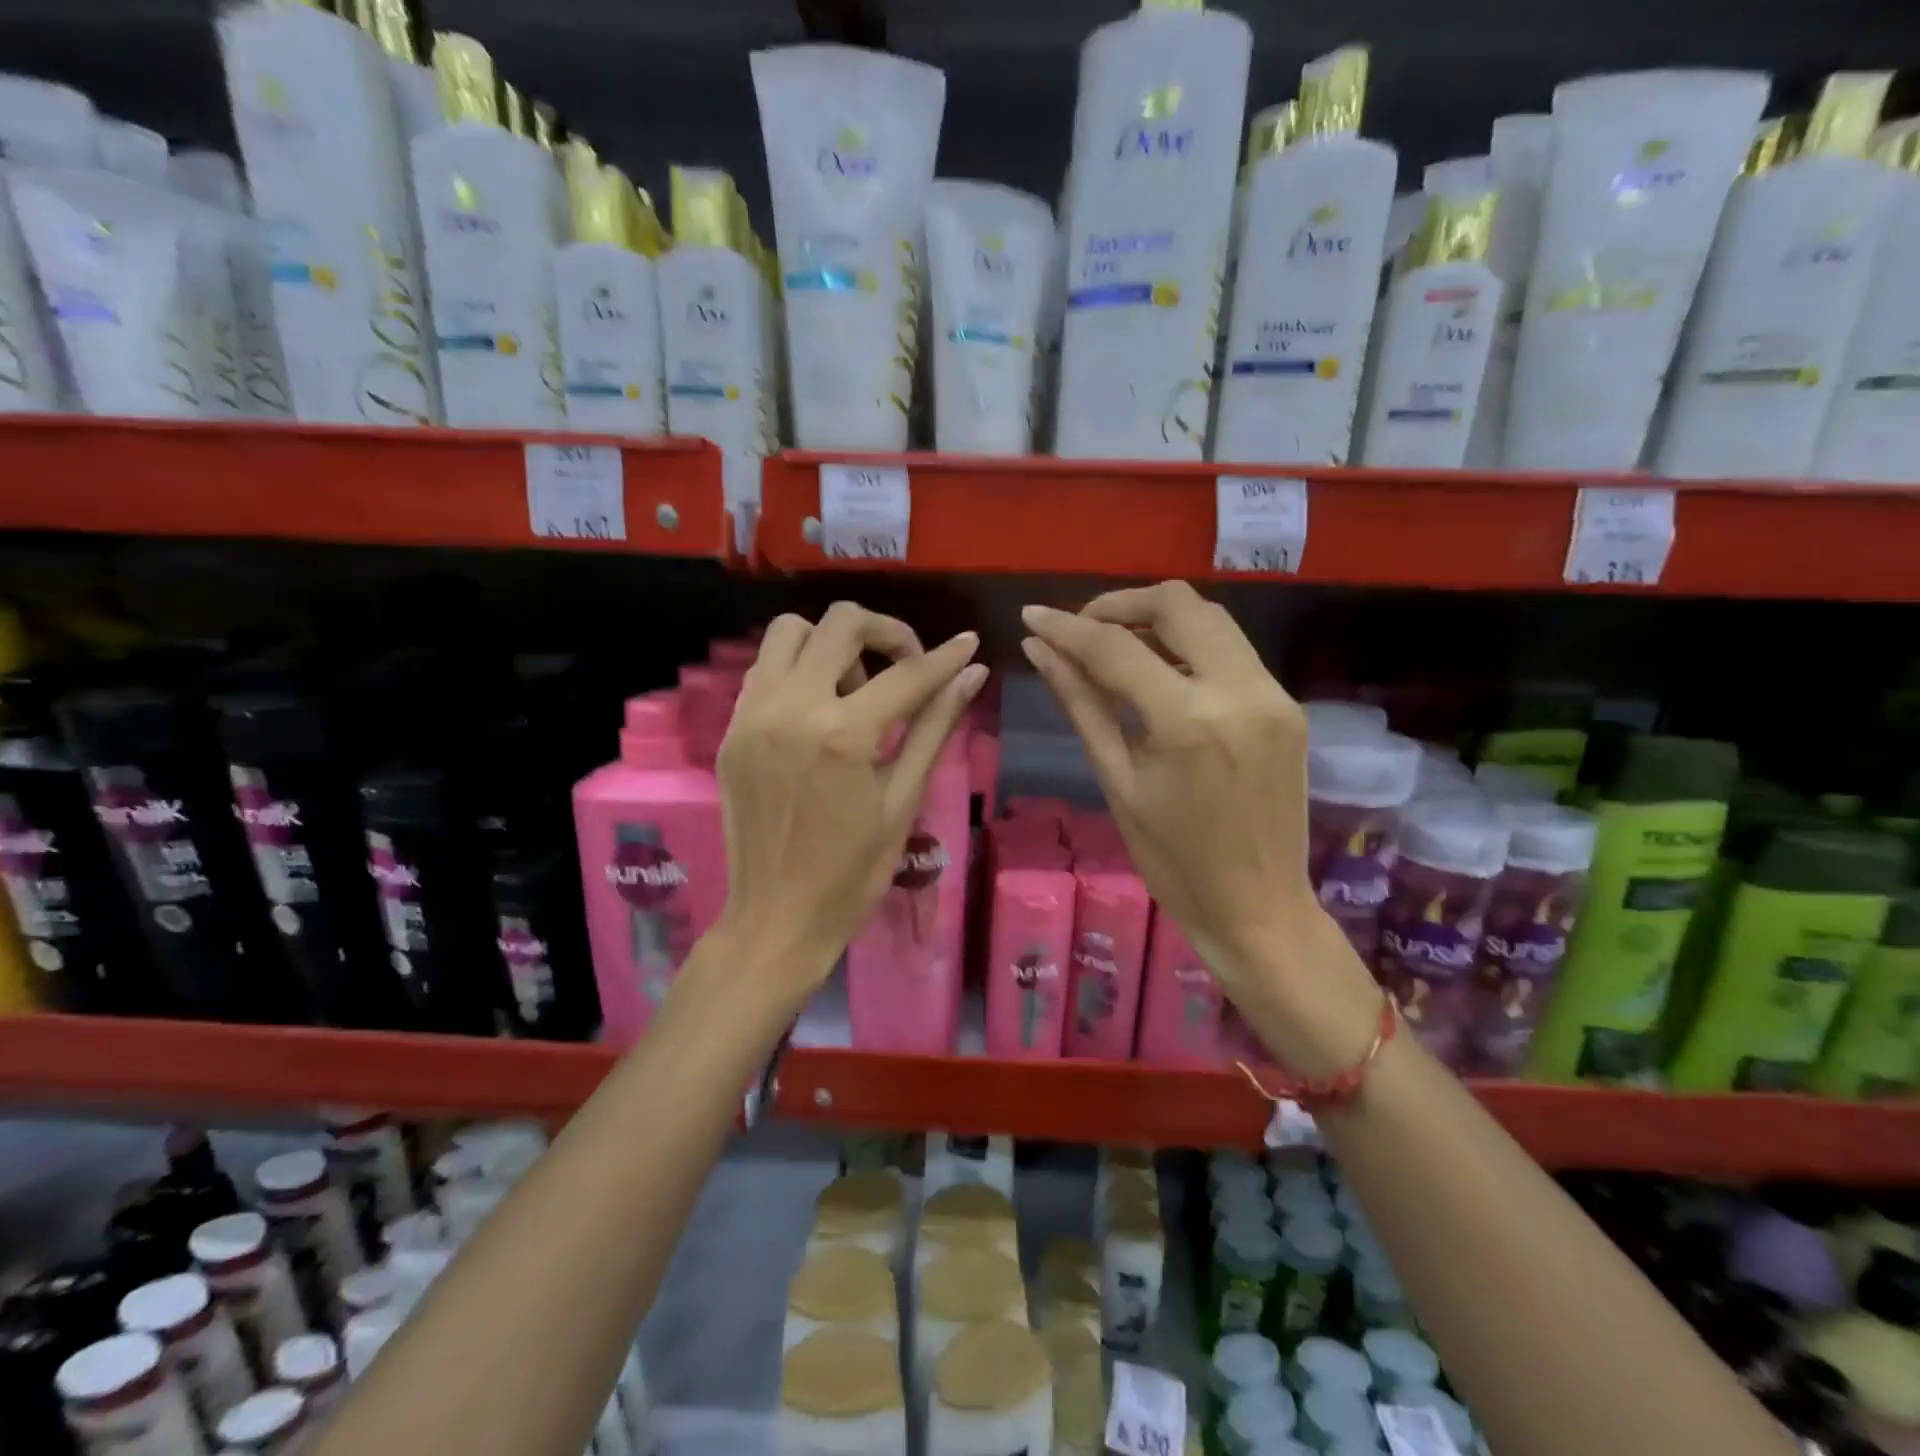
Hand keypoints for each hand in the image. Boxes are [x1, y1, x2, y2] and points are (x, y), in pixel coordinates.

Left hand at [715, 603, 985, 999]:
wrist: (776, 918)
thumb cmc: (852, 872)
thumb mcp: (903, 799)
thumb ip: (935, 726)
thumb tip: (972, 675)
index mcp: (842, 734)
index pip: (906, 674)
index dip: (945, 657)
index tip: (968, 644)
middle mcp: (791, 708)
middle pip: (841, 623)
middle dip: (886, 632)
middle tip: (907, 666)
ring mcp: (753, 715)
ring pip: (791, 631)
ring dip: (832, 643)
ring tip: (855, 689)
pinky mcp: (732, 729)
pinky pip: (766, 669)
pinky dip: (799, 669)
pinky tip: (821, 709)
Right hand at [1020, 582, 1376, 1069]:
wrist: (1257, 908)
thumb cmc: (1171, 859)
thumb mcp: (1117, 781)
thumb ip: (1082, 704)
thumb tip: (1040, 650)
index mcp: (1188, 721)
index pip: (1116, 647)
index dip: (1067, 627)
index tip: (1032, 615)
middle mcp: (1240, 691)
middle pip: (1178, 604)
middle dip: (1120, 605)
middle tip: (1081, 630)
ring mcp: (1274, 694)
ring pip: (1210, 619)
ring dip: (1157, 619)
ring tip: (1115, 647)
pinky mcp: (1288, 705)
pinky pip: (1231, 652)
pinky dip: (1188, 647)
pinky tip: (1159, 672)